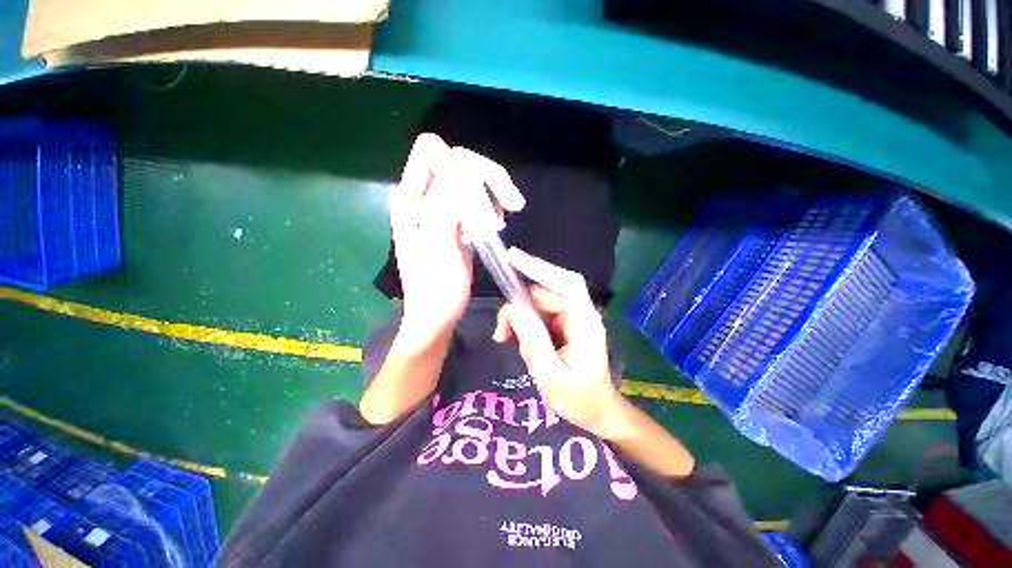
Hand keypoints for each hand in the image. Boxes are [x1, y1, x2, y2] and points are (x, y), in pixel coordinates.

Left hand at [390, 134, 523, 345]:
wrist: (437, 315)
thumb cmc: (436, 288)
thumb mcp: (439, 247)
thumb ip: (445, 205)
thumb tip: (462, 166)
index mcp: (410, 199)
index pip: (430, 151)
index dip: (458, 162)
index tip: (480, 192)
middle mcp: (422, 198)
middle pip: (454, 162)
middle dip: (484, 176)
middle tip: (511, 203)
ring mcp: (438, 210)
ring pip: (467, 180)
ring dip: (489, 193)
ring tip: (499, 219)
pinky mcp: (453, 222)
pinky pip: (472, 199)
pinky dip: (487, 206)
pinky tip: (494, 224)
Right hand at [493, 248, 622, 436]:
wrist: (596, 411)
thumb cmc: (579, 399)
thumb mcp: (551, 376)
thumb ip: (534, 342)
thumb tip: (513, 310)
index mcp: (585, 323)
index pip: (566, 284)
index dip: (540, 267)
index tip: (512, 257)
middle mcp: (578, 314)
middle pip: (543, 295)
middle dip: (518, 309)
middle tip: (502, 335)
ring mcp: (570, 319)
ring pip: (536, 305)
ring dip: (520, 322)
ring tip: (515, 348)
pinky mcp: (561, 325)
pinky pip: (537, 316)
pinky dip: (525, 327)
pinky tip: (525, 348)